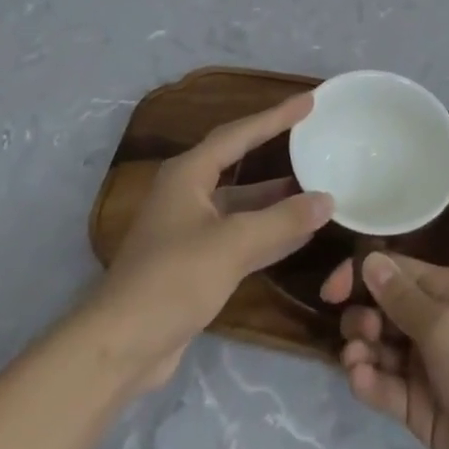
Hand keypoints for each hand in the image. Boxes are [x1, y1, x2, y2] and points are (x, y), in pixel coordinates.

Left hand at [89, 93, 331, 393]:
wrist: (121, 347)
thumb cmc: (173, 280)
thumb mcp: (233, 245)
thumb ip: (282, 220)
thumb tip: (327, 200)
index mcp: (188, 175)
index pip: (239, 134)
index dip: (275, 116)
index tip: (309, 101)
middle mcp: (188, 194)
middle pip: (239, 162)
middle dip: (276, 150)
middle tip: (312, 136)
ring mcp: (191, 229)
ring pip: (242, 203)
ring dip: (277, 198)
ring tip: (318, 185)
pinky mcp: (196, 262)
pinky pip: (241, 235)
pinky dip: (269, 232)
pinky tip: (301, 233)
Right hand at [321, 253, 448, 448]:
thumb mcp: (446, 328)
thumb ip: (403, 298)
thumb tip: (369, 259)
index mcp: (445, 291)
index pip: (393, 270)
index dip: (359, 276)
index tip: (329, 294)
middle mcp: (433, 322)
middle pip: (381, 307)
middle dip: (361, 317)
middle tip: (362, 337)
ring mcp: (424, 366)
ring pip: (377, 347)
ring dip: (360, 351)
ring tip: (360, 365)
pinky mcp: (418, 407)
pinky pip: (383, 386)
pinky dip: (368, 383)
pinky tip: (362, 384)